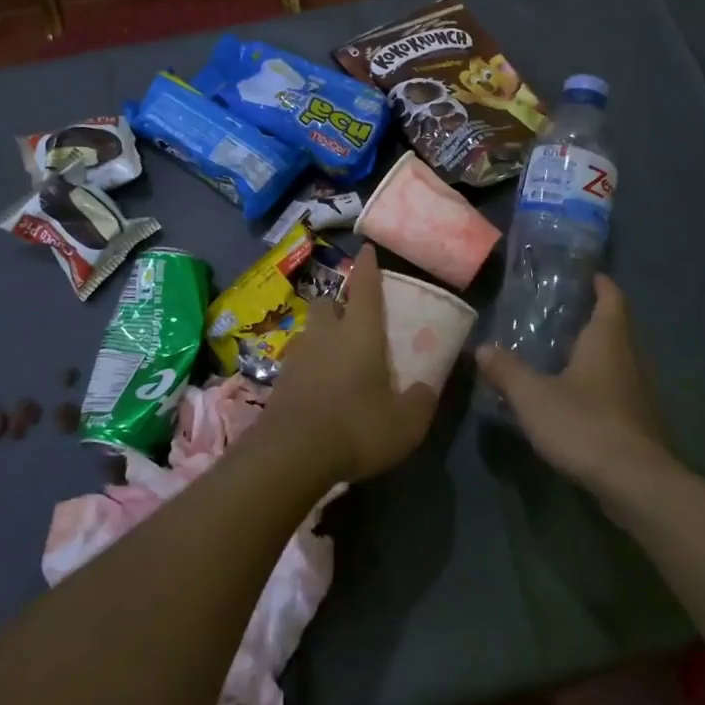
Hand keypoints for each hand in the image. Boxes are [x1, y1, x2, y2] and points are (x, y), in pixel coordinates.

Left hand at [267, 245, 440, 482]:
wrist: (291, 454)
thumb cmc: (356, 428)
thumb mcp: (405, 424)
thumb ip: (420, 401)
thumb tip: (424, 389)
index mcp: (360, 333)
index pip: (365, 287)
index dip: (368, 267)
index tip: (367, 250)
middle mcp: (326, 334)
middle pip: (328, 302)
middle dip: (339, 303)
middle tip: (353, 318)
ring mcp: (298, 355)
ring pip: (310, 330)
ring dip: (323, 334)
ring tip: (337, 356)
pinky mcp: (280, 380)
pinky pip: (298, 360)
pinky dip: (310, 364)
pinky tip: (320, 386)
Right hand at [474, 277, 674, 495]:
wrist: (635, 483)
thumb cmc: (584, 424)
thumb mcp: (533, 396)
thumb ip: (507, 370)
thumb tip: (483, 348)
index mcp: (607, 340)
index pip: (612, 299)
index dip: (601, 284)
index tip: (588, 275)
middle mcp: (629, 359)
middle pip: (616, 328)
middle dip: (594, 318)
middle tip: (562, 314)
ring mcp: (638, 392)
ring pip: (618, 360)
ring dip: (596, 353)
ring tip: (562, 353)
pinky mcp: (638, 422)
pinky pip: (617, 389)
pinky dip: (598, 384)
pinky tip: (575, 397)